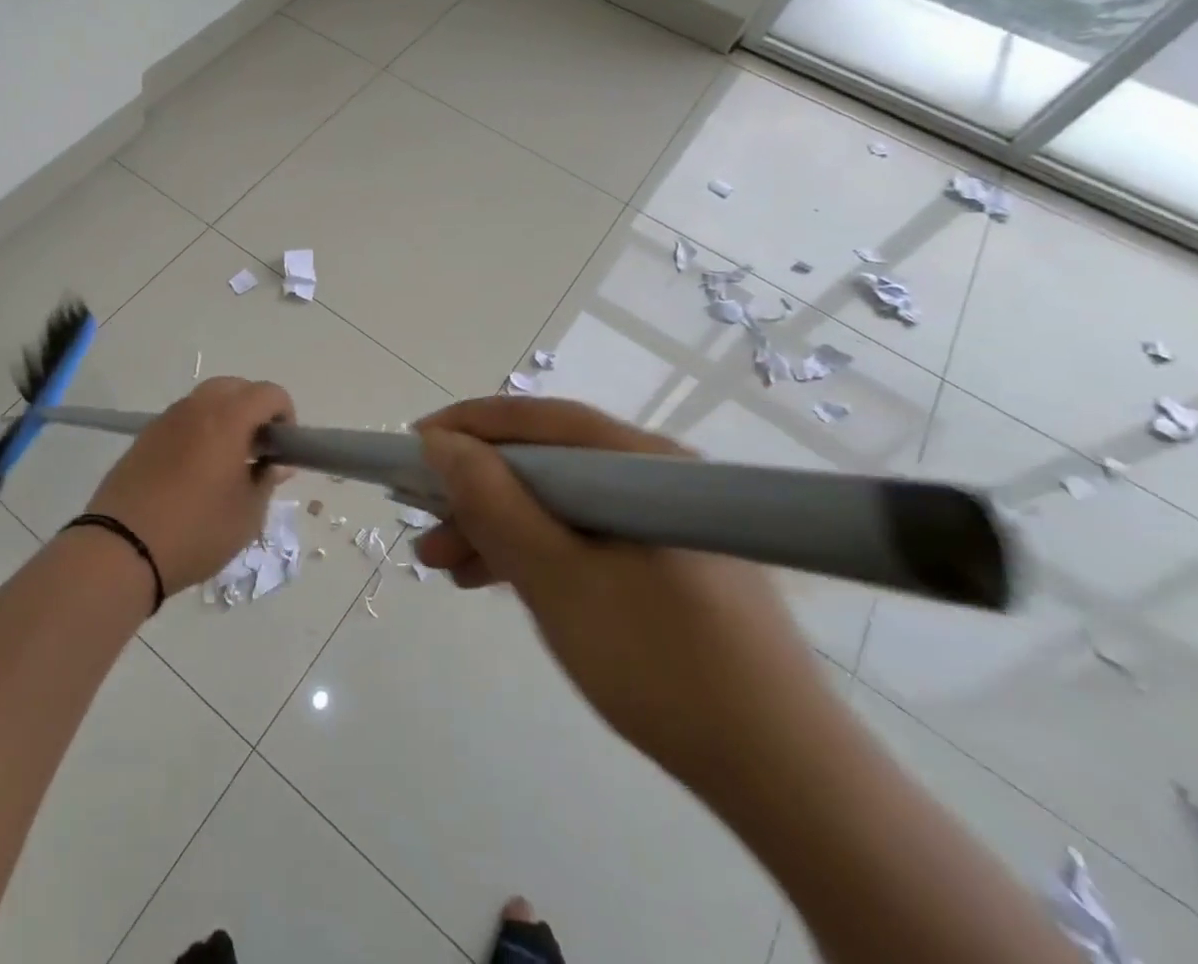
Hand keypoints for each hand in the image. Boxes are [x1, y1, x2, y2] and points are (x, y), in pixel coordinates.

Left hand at [84, 378, 295, 593]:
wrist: (121, 548)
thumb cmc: (196, 531)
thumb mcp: (247, 515)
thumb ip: (266, 481)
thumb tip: (277, 464)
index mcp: (228, 419)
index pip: (268, 393)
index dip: (285, 414)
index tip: (283, 448)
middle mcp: (196, 408)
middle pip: (235, 387)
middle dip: (254, 409)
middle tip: (257, 449)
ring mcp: (166, 420)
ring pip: (205, 400)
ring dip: (225, 417)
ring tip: (226, 461)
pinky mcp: (144, 436)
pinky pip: (182, 419)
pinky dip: (198, 430)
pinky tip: (195, 470)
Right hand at [412, 397, 828, 791]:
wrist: (784, 779)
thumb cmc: (660, 663)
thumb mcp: (557, 578)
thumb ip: (493, 502)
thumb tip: (439, 443)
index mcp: (641, 463)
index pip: (539, 420)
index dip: (468, 425)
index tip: (413, 445)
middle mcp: (652, 477)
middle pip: (545, 463)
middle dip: (475, 491)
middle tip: (421, 522)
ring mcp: (659, 523)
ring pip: (557, 504)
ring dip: (496, 527)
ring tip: (442, 564)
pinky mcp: (662, 563)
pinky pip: (580, 538)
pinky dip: (532, 553)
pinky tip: (490, 579)